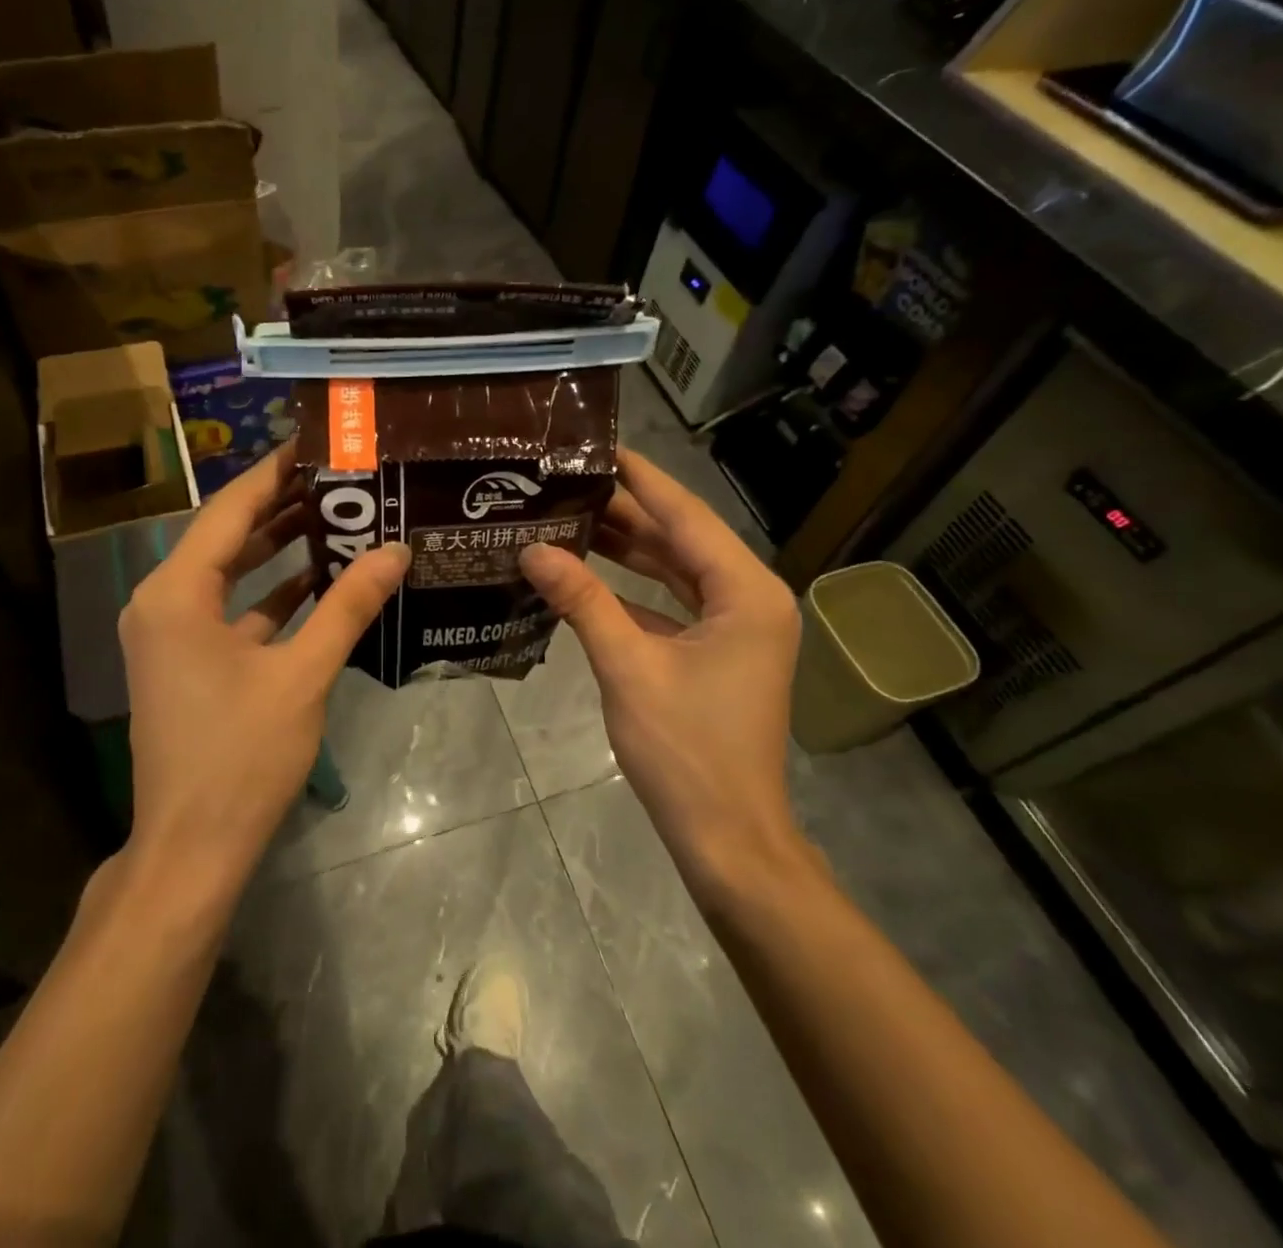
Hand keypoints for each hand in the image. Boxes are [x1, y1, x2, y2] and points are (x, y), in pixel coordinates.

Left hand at [119, 440, 410, 891]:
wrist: (193, 848)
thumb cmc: (242, 756)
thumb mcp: (303, 674)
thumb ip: (348, 607)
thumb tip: (396, 550)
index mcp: (177, 593)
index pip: (230, 509)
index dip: (275, 472)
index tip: (318, 442)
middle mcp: (163, 601)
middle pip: (228, 535)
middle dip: (283, 506)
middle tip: (341, 476)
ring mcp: (172, 633)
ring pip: (231, 573)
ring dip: (279, 548)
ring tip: (339, 515)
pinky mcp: (188, 661)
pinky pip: (232, 609)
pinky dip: (272, 594)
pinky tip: (320, 580)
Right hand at [519, 448, 811, 897]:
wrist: (726, 837)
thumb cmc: (686, 751)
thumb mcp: (628, 667)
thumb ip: (582, 600)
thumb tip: (532, 549)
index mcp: (746, 592)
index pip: (686, 515)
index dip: (640, 478)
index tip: (597, 445)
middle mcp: (749, 598)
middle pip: (680, 539)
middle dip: (625, 511)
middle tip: (566, 480)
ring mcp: (735, 627)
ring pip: (674, 571)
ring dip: (626, 548)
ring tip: (568, 514)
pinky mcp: (716, 653)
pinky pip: (670, 604)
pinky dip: (631, 589)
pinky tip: (585, 573)